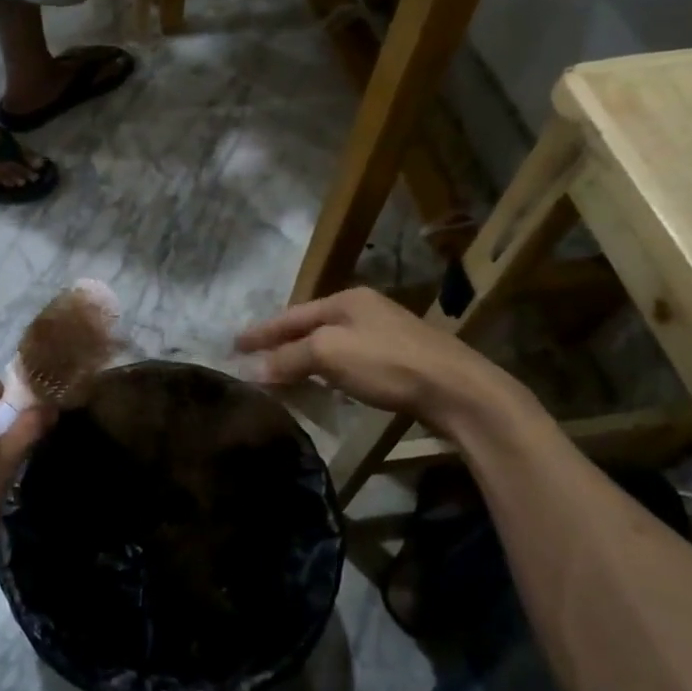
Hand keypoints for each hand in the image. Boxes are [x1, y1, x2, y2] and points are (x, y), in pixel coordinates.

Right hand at [236, 287, 520, 430]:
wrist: (458, 390)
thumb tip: (254, 369)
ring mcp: (385, 334)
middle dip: (280, 342)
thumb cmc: (388, 364)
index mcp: (346, 300)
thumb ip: (290, 358)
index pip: (291, 315)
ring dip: (303, 358)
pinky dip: (326, 370)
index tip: (234, 344)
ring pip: (330, 343)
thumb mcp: (330, 354)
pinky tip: (321, 383)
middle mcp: (364, 310)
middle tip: (252, 358)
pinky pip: (348, 360)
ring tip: (279, 372)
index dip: (261, 332)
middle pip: (310, 326)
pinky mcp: (400, 360)